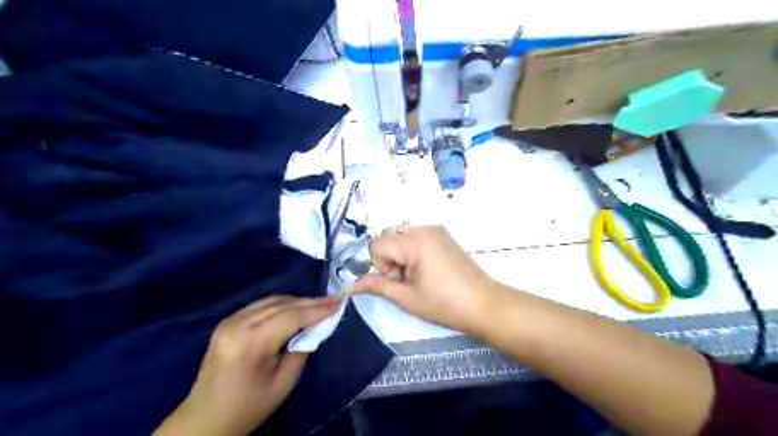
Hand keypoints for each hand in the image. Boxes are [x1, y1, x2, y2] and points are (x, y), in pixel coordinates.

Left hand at [156, 296, 341, 435]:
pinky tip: (294, 308)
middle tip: (332, 300)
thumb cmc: (248, 407)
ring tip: (318, 304)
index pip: (291, 317)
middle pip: (282, 304)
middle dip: (310, 302)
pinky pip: (260, 305)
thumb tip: (313, 328)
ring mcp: (229, 321)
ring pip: (271, 300)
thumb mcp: (283, 383)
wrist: (204, 419)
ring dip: (296, 301)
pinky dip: (281, 304)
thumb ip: (301, 350)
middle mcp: (238, 324)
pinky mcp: (227, 322)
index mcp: (251, 343)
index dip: (317, 310)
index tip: (338, 304)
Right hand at [351, 227, 498, 334]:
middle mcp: (424, 229)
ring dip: (399, 252)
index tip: (397, 280)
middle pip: (388, 234)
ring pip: (401, 234)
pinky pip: (416, 235)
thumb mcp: (406, 298)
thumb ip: (377, 286)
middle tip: (405, 278)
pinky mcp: (444, 235)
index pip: (377, 243)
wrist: (483, 303)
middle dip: (388, 256)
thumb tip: (351, 286)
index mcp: (414, 242)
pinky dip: (412, 249)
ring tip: (416, 275)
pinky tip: (426, 268)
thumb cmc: (444, 304)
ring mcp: (436, 230)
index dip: (380, 264)